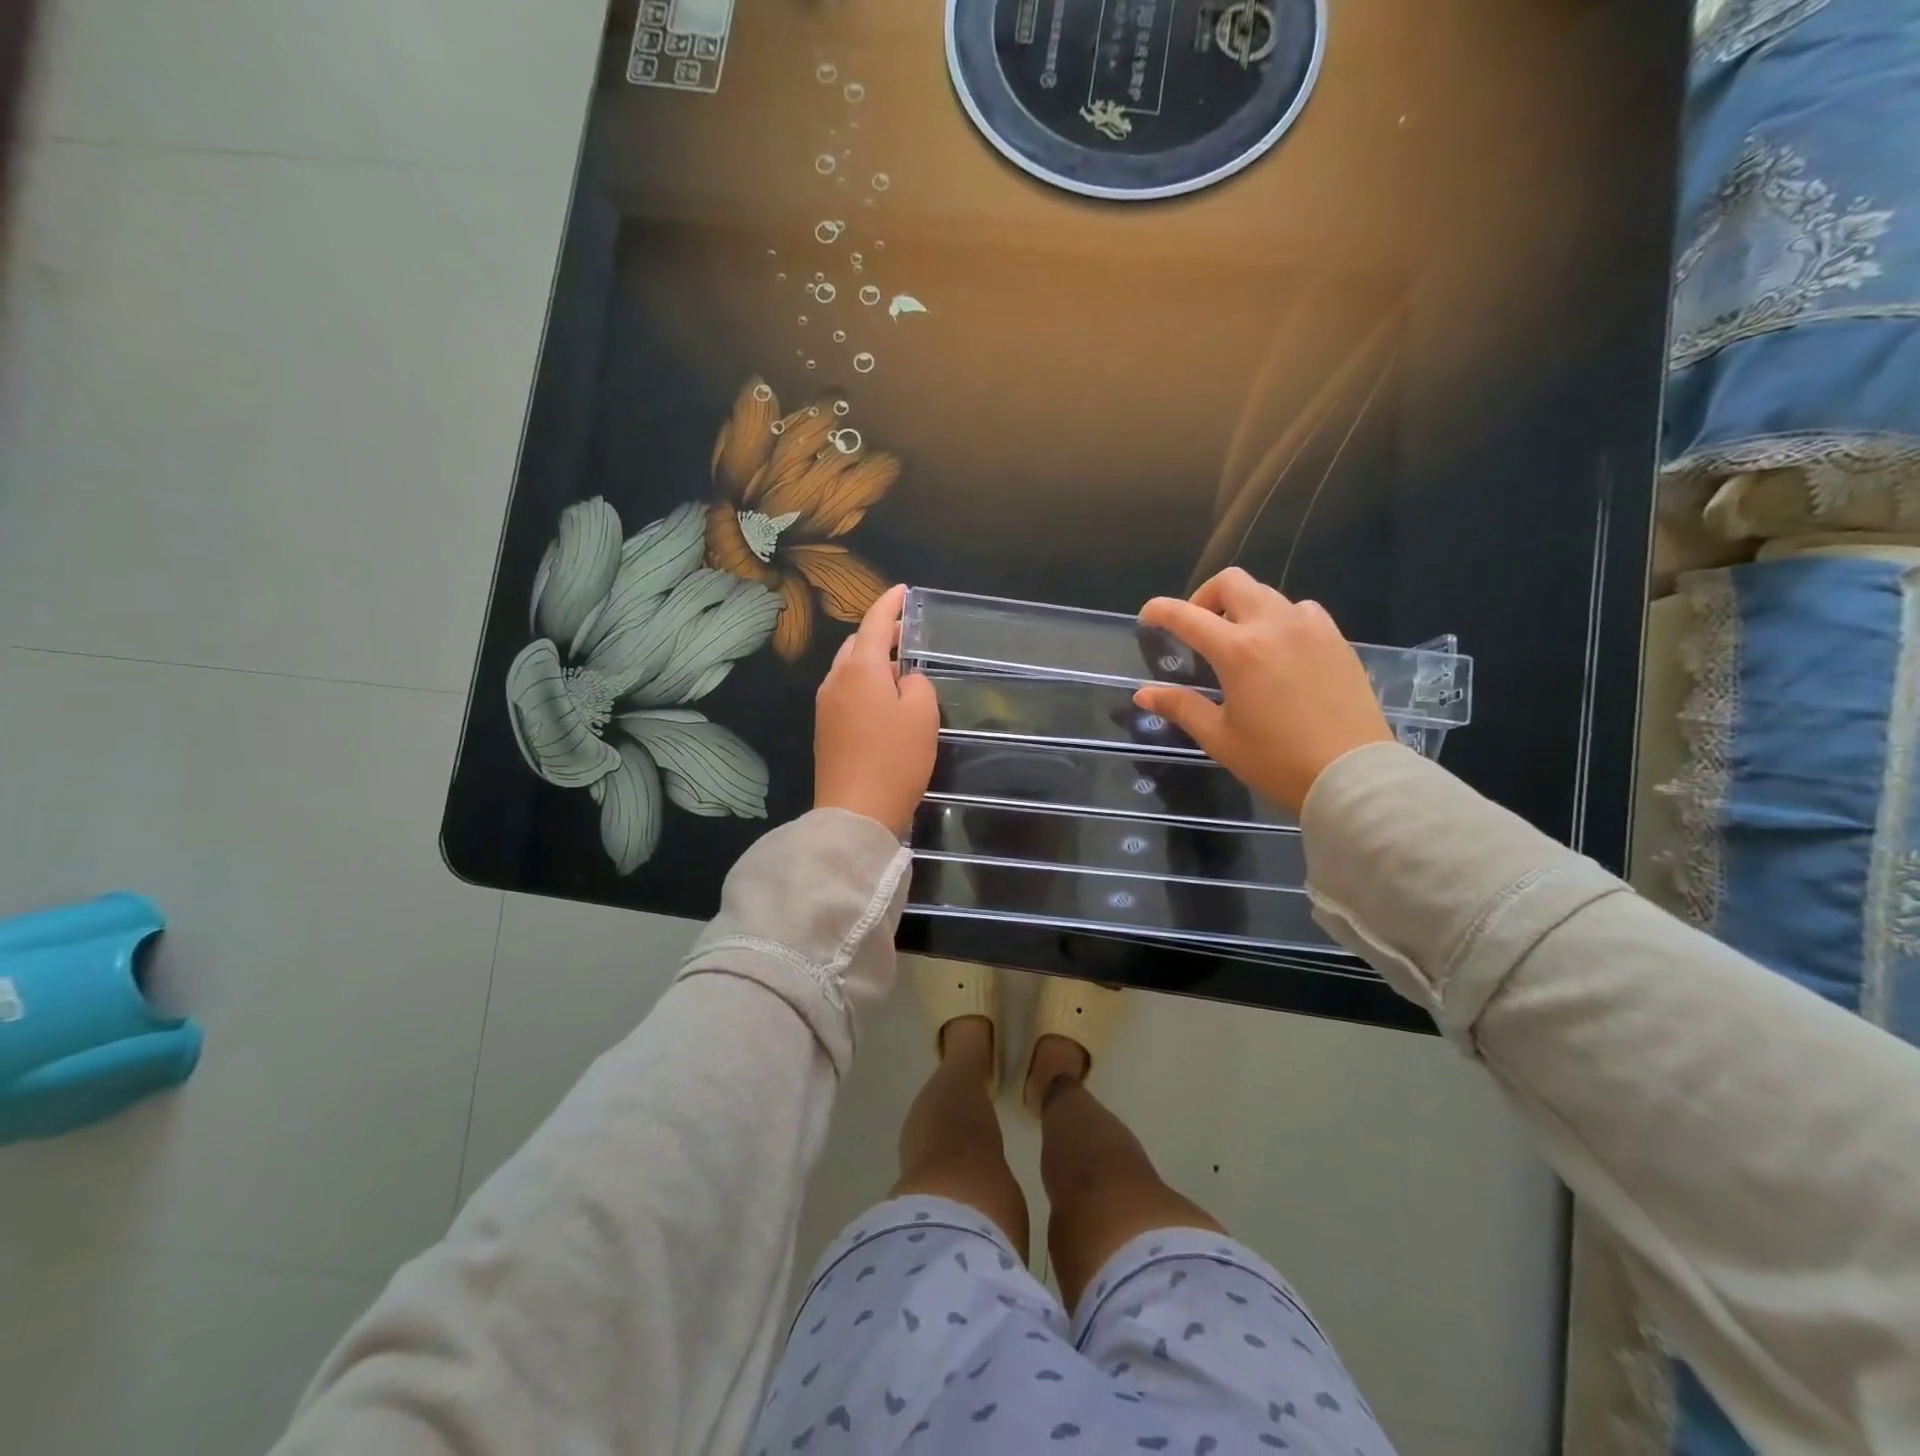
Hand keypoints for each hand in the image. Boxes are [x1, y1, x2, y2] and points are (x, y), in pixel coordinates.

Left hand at [814, 583, 939, 835]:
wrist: (856, 813)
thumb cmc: (894, 758)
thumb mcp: (922, 714)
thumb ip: (917, 684)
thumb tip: (903, 681)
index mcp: (859, 669)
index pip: (873, 623)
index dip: (890, 604)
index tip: (903, 591)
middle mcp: (835, 681)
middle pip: (856, 645)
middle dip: (879, 635)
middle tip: (907, 636)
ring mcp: (826, 707)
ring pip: (849, 671)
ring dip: (872, 664)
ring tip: (900, 672)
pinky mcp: (825, 732)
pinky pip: (846, 694)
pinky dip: (865, 687)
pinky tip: (884, 703)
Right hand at [1133, 568, 1393, 813]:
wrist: (1353, 775)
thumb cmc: (1277, 760)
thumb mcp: (1219, 738)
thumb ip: (1181, 707)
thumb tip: (1144, 694)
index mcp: (1238, 651)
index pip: (1187, 616)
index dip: (1160, 611)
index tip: (1148, 617)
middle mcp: (1274, 626)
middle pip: (1232, 582)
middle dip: (1205, 597)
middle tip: (1199, 628)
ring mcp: (1311, 629)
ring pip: (1267, 594)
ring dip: (1244, 608)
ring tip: (1240, 642)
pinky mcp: (1336, 640)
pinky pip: (1302, 611)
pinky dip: (1280, 619)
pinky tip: (1280, 650)